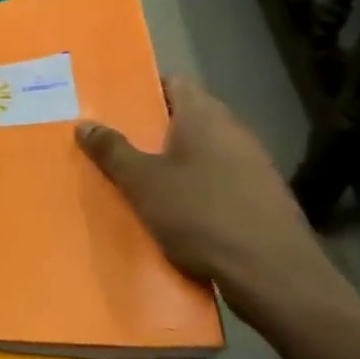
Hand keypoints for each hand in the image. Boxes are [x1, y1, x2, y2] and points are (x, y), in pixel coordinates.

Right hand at [75, 77, 359, 338]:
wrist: (274, 275)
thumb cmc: (201, 215)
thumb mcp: (141, 182)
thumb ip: (112, 150)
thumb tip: (85, 123)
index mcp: (205, 116)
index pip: (173, 83)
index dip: (142, 89)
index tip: (113, 105)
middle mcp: (234, 131)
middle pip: (186, 117)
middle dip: (151, 129)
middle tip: (114, 142)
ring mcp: (254, 165)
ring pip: (202, 150)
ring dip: (173, 160)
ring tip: (137, 178)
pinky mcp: (262, 197)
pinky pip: (218, 179)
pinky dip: (194, 186)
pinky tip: (174, 209)